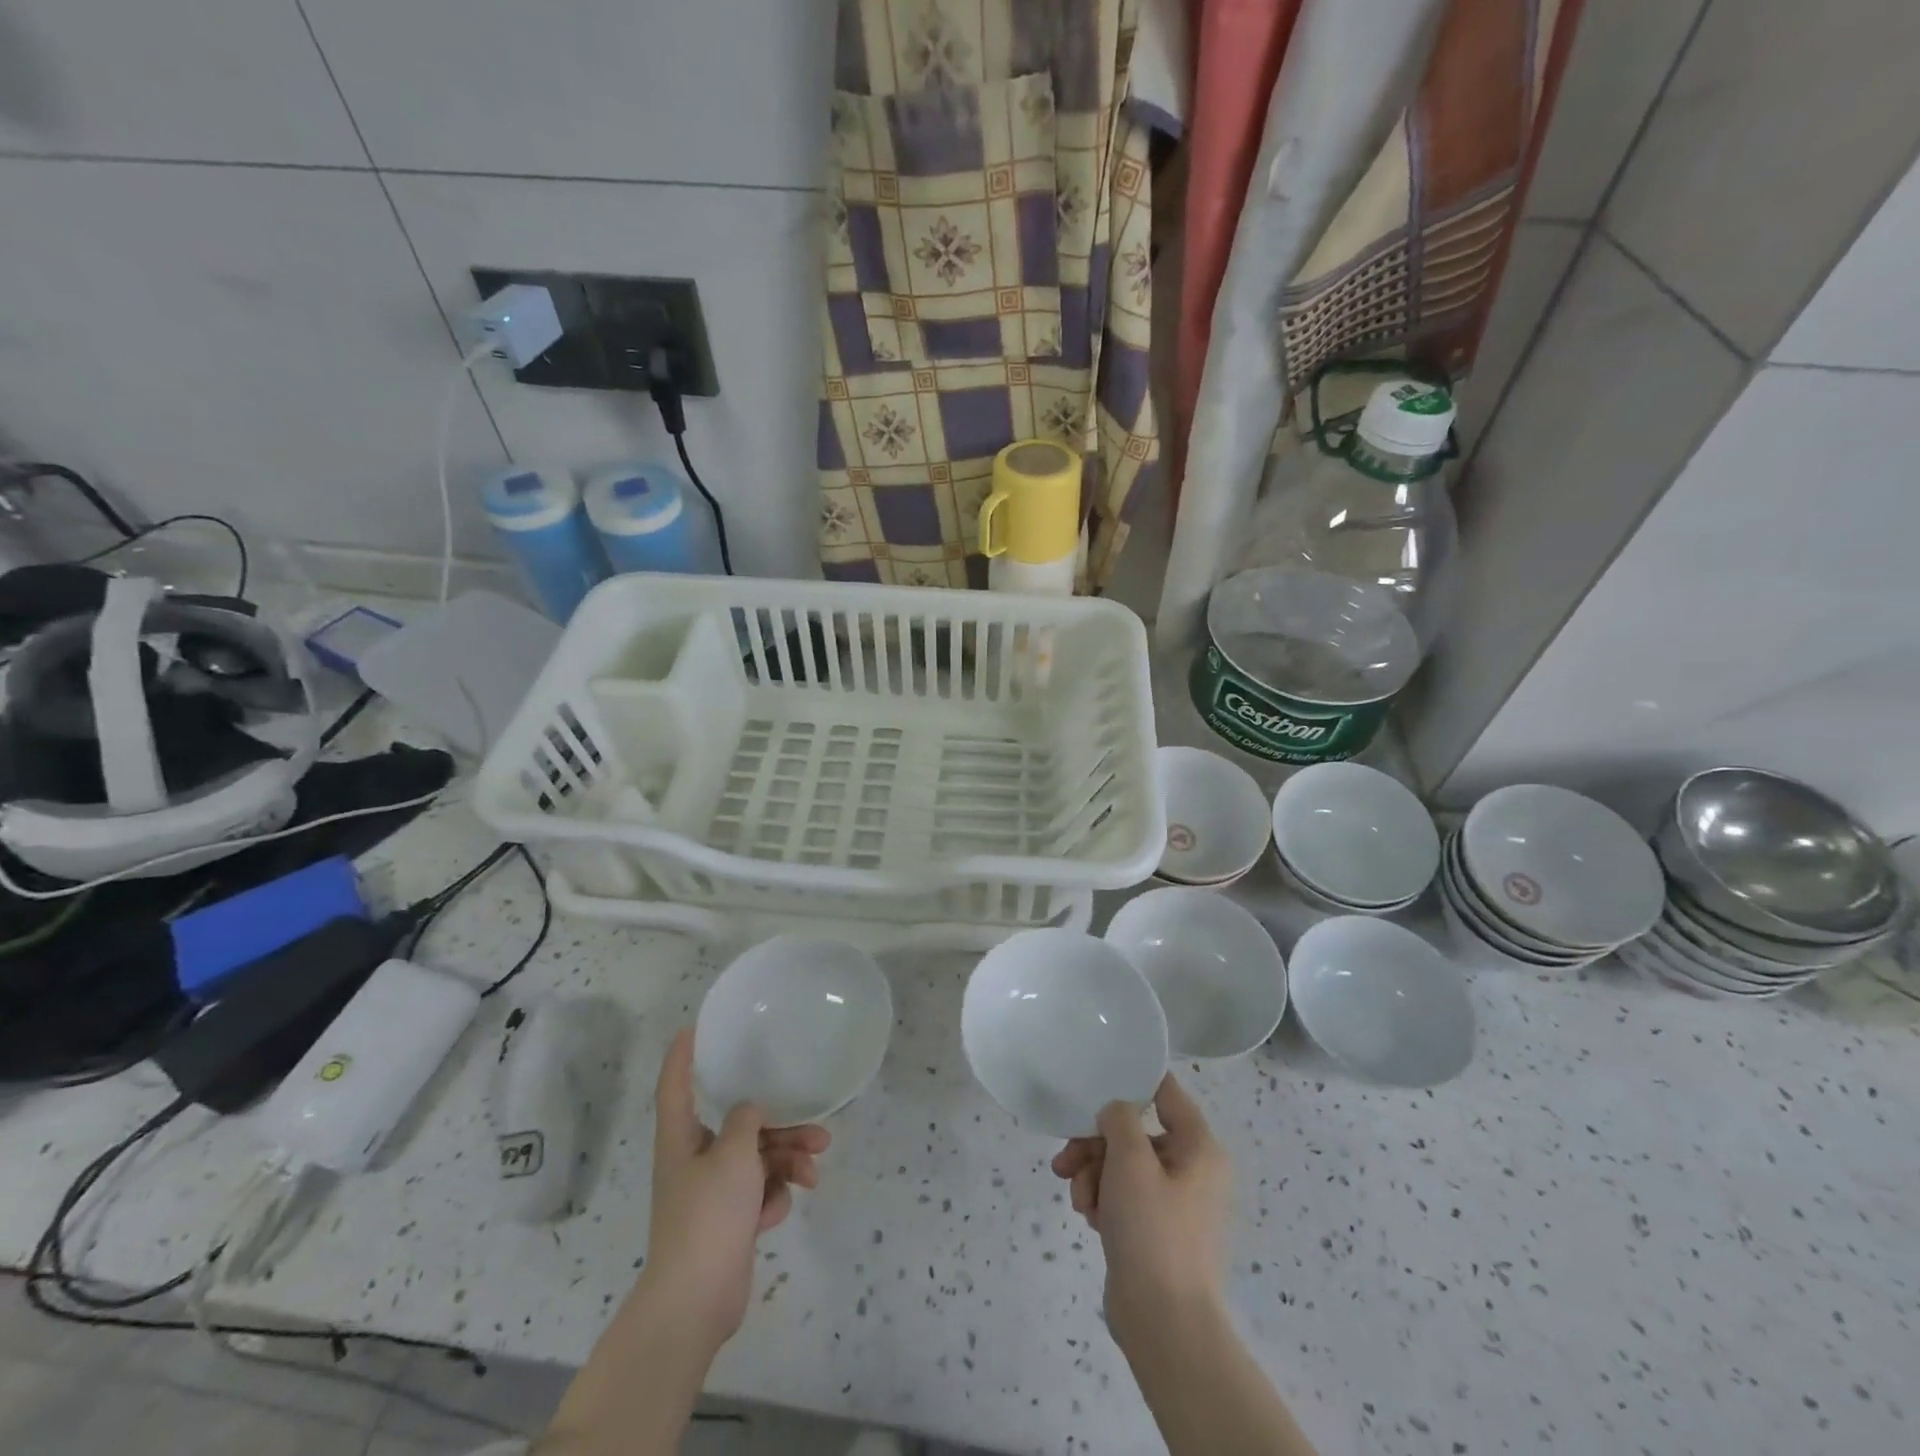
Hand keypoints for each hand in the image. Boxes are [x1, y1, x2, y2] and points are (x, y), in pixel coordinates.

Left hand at [641, 1028, 829, 1353]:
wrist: (696, 1301)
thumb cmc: (707, 1215)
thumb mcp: (733, 1156)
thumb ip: (746, 1122)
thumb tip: (750, 1110)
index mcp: (680, 1139)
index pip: (675, 1086)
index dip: (681, 1056)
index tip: (692, 1028)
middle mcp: (694, 1160)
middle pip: (739, 1127)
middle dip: (780, 1126)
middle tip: (817, 1130)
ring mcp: (712, 1193)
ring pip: (757, 1159)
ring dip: (787, 1161)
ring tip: (813, 1170)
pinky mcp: (729, 1221)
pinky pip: (758, 1192)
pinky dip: (773, 1196)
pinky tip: (778, 1211)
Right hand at [1050, 1073, 1230, 1338]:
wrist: (1164, 1325)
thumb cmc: (1153, 1231)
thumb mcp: (1131, 1160)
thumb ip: (1119, 1118)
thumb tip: (1115, 1111)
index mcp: (1199, 1147)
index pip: (1165, 1091)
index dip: (1130, 1081)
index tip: (1093, 1081)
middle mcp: (1192, 1168)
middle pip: (1134, 1131)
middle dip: (1095, 1144)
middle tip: (1066, 1160)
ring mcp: (1174, 1201)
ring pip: (1123, 1164)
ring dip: (1093, 1174)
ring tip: (1079, 1199)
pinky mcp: (1156, 1229)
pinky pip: (1124, 1195)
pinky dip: (1103, 1199)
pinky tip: (1089, 1217)